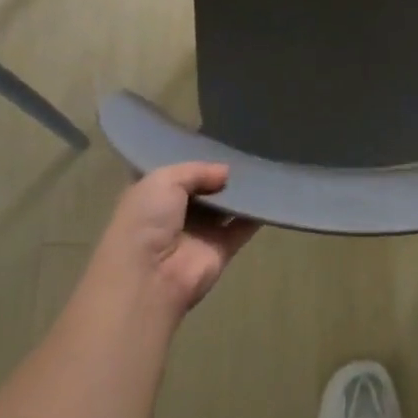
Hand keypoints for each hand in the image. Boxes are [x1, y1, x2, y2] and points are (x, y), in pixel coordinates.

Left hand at [94, 163, 258, 318]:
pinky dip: (256, 213)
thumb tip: (225, 172)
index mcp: (153, 196)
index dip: (194, 160)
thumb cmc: (146, 221)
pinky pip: (243, 227)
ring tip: (262, 165)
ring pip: (225, 207)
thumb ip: (196, 170)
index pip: (176, 174)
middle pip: (204, 189)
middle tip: (246, 150)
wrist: (149, 276)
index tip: (218, 142)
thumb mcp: (164, 180)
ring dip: (240, 191)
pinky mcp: (221, 250)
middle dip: (221, 174)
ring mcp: (199, 233)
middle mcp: (175, 214)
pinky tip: (271, 192)